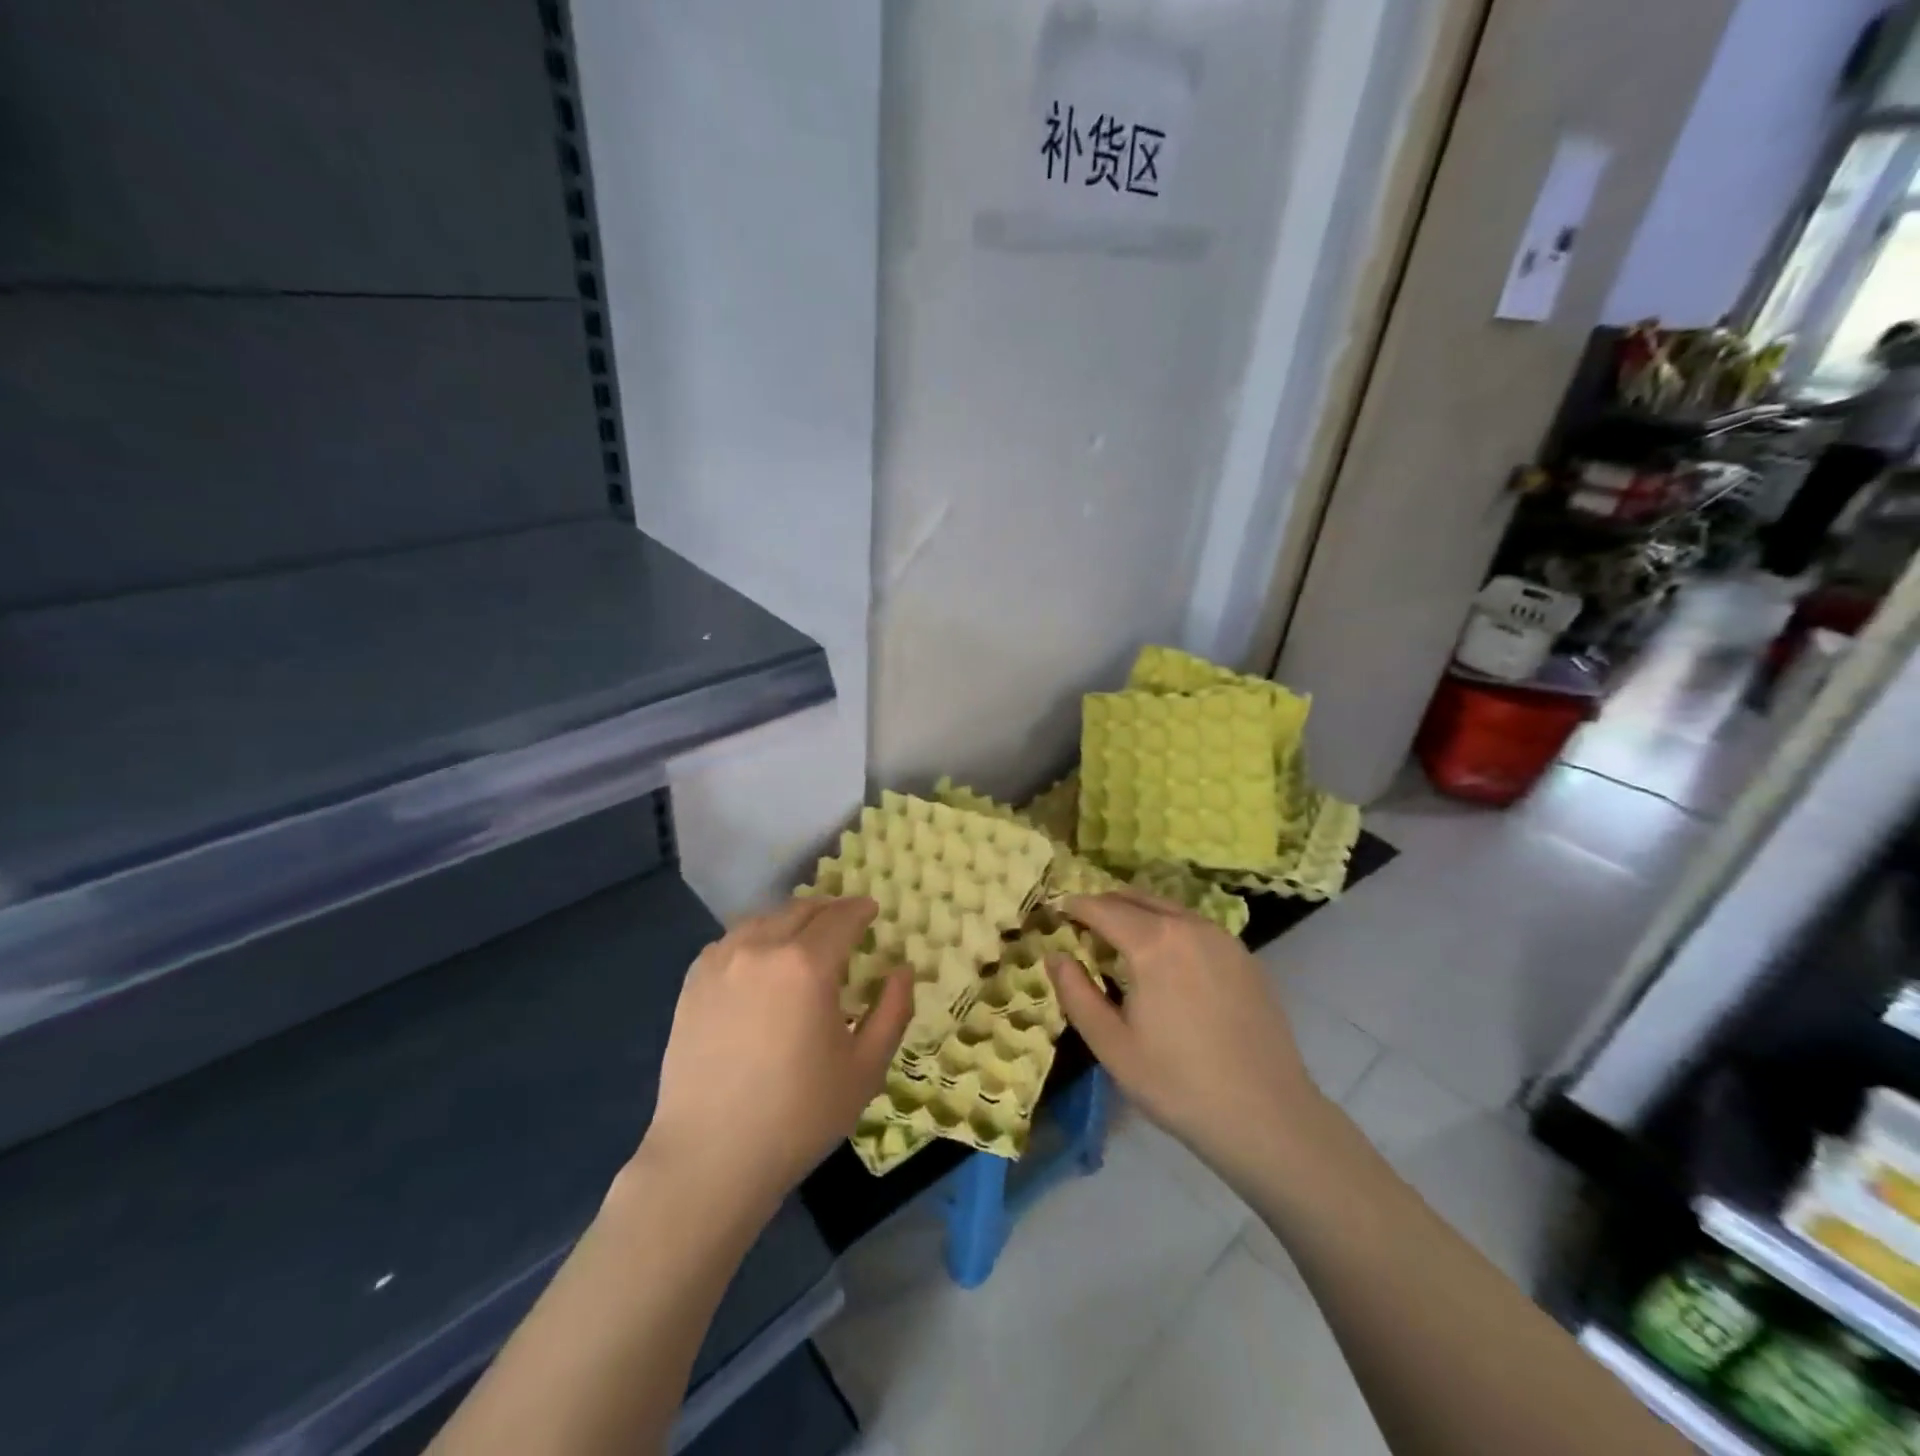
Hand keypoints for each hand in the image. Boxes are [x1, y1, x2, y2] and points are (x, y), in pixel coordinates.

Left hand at [639, 897, 912, 1210]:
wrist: (710, 1157)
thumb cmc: (798, 1116)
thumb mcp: (865, 1069)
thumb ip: (893, 1011)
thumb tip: (903, 970)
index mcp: (806, 965)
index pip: (841, 917)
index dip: (861, 909)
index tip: (872, 911)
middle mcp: (761, 948)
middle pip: (801, 910)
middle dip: (828, 911)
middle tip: (844, 925)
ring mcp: (721, 962)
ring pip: (763, 920)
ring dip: (791, 921)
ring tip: (803, 941)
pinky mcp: (693, 982)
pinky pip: (732, 941)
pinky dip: (755, 939)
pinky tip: (761, 964)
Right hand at [1048, 890, 1326, 1182]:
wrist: (1268, 1116)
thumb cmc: (1178, 1084)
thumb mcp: (1111, 1045)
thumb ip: (1076, 994)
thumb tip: (1056, 956)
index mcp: (1154, 942)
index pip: (1102, 908)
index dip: (1075, 906)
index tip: (1057, 911)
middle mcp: (1189, 926)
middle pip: (1136, 898)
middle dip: (1105, 905)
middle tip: (1083, 924)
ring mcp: (1223, 938)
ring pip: (1168, 908)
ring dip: (1138, 913)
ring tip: (1120, 939)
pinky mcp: (1245, 957)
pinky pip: (1195, 926)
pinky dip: (1169, 927)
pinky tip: (1166, 960)